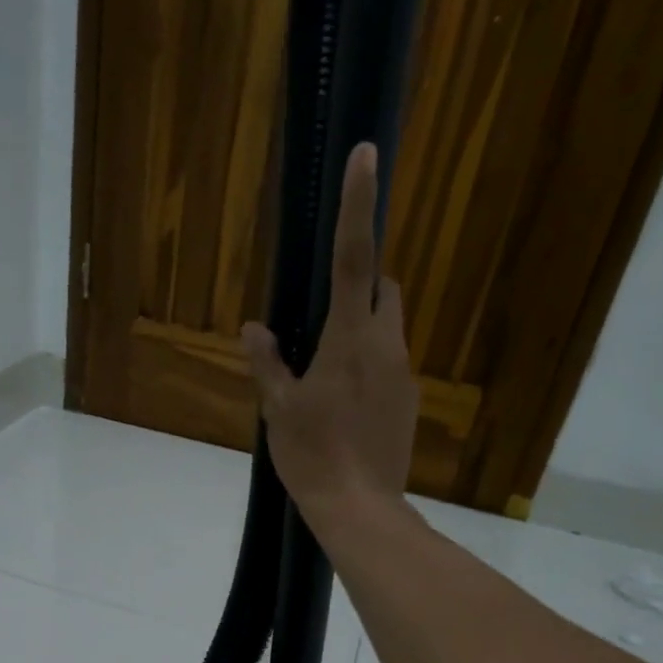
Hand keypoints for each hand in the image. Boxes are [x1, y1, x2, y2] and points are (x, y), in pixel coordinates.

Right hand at [242, 142, 417, 529]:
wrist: (359, 508)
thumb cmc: (312, 456)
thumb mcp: (278, 410)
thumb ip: (267, 363)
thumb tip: (254, 329)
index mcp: (349, 339)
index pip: (354, 259)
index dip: (359, 205)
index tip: (367, 155)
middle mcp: (386, 346)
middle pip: (383, 289)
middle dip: (361, 285)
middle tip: (322, 318)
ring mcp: (403, 374)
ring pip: (389, 328)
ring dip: (363, 329)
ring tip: (327, 373)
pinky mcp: (409, 402)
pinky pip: (390, 364)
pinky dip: (369, 365)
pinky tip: (345, 405)